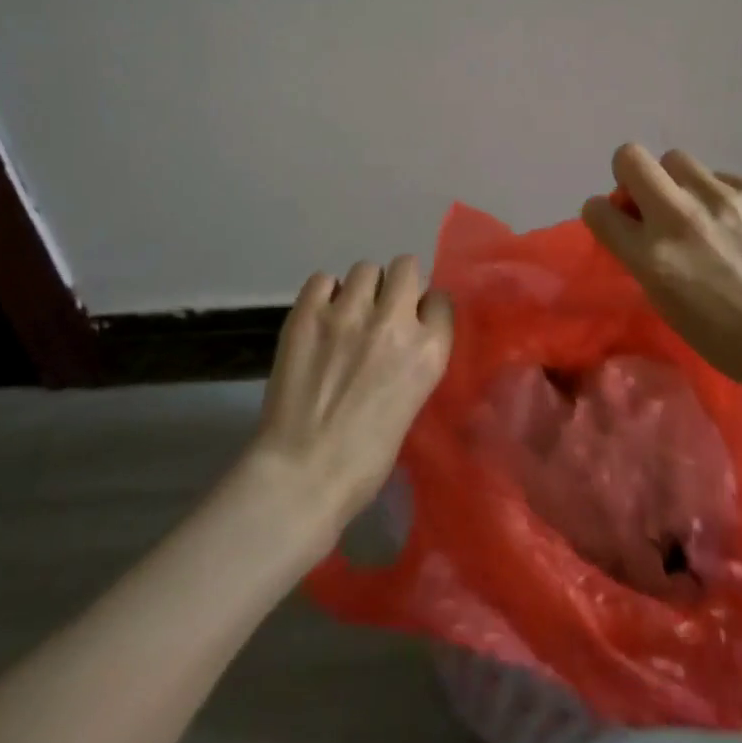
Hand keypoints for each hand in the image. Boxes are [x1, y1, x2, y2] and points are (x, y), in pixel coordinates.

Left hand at [249, 257, 452, 542]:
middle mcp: (394, 321)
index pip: (440, 298)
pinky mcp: (308, 313)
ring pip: (365, 269)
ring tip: (346, 316)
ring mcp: (349, 312)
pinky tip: (319, 319)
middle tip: (381, 310)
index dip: (425, 308)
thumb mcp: (411, 403)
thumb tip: (403, 334)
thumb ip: (413, 358)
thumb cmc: (365, 459)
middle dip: (397, 285)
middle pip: (406, 267)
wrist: (301, 476)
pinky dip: (323, 294)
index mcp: (429, 350)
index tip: (414, 322)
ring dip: (360, 289)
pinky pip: (323, 279)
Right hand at [581, 144, 741, 399]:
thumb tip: (631, 219)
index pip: (597, 209)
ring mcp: (720, 198)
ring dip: (676, 181)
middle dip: (630, 174)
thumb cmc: (722, 336)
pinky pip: (718, 176)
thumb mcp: (663, 301)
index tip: (616, 220)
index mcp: (652, 256)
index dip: (602, 213)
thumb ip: (640, 254)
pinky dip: (717, 195)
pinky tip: (736, 224)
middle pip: (629, 157)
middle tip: (648, 198)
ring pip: (675, 159)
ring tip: (698, 209)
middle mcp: (680, 217)